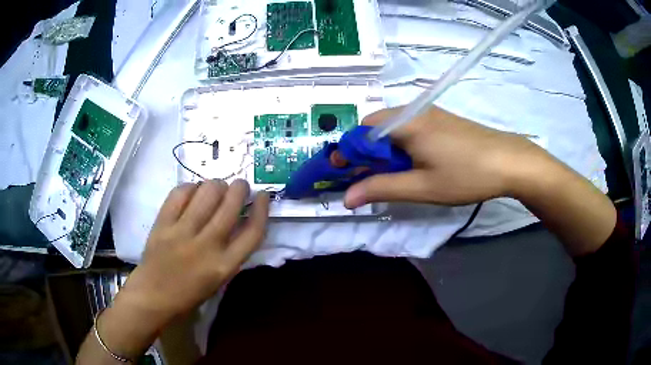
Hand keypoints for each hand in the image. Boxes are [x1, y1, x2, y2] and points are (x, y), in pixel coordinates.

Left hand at [91, 179, 268, 359]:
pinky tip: (193, 191)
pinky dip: (191, 187)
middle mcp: (206, 246)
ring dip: (217, 184)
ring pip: (207, 193)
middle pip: (230, 206)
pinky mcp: (163, 223)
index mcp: (224, 266)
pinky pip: (180, 193)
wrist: (153, 296)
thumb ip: (231, 251)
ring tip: (216, 187)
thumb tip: (238, 218)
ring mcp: (182, 232)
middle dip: (240, 188)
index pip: (253, 232)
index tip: (264, 196)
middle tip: (240, 185)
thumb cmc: (189, 293)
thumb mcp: (219, 278)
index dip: (262, 210)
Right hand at [344, 106, 614, 256]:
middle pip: (375, 127)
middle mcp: (413, 112)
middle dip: (365, 153)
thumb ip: (381, 188)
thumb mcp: (422, 187)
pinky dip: (400, 146)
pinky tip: (413, 164)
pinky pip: (409, 128)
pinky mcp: (441, 120)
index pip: (360, 131)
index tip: (340, 174)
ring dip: (384, 150)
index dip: (347, 153)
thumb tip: (347, 197)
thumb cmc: (466, 175)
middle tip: (369, 179)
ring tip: (392, 175)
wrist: (510, 161)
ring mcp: (429, 114)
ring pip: (392, 128)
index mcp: (405, 123)